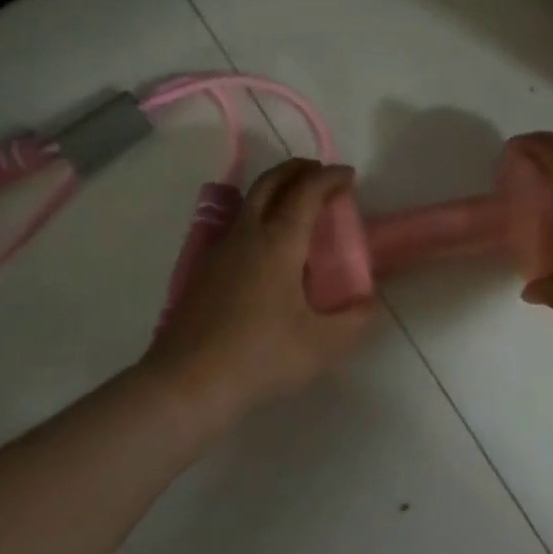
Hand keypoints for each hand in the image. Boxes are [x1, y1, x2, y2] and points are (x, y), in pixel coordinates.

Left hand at [143, 159, 378, 425]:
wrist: (185, 385)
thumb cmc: (260, 357)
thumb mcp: (321, 345)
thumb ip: (353, 320)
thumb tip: (367, 302)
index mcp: (279, 241)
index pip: (307, 190)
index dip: (330, 176)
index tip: (349, 176)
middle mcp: (248, 233)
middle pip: (272, 181)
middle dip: (299, 169)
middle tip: (322, 175)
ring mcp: (220, 249)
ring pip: (250, 200)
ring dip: (277, 189)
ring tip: (298, 206)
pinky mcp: (204, 269)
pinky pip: (237, 225)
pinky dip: (259, 215)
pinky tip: (267, 247)